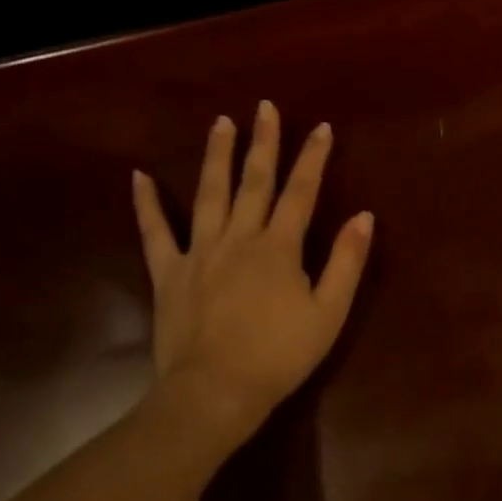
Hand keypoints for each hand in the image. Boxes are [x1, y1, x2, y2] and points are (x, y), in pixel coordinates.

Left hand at [132, 101, 373, 447]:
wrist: (215, 392)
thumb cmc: (280, 355)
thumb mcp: (329, 313)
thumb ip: (347, 262)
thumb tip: (363, 216)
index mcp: (279, 247)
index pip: (301, 192)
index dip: (312, 158)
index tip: (320, 127)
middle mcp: (239, 238)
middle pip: (254, 182)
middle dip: (263, 142)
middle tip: (264, 108)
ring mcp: (199, 252)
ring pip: (209, 194)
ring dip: (216, 156)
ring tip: (220, 122)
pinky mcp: (169, 273)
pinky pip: (155, 232)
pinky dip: (146, 204)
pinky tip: (139, 176)